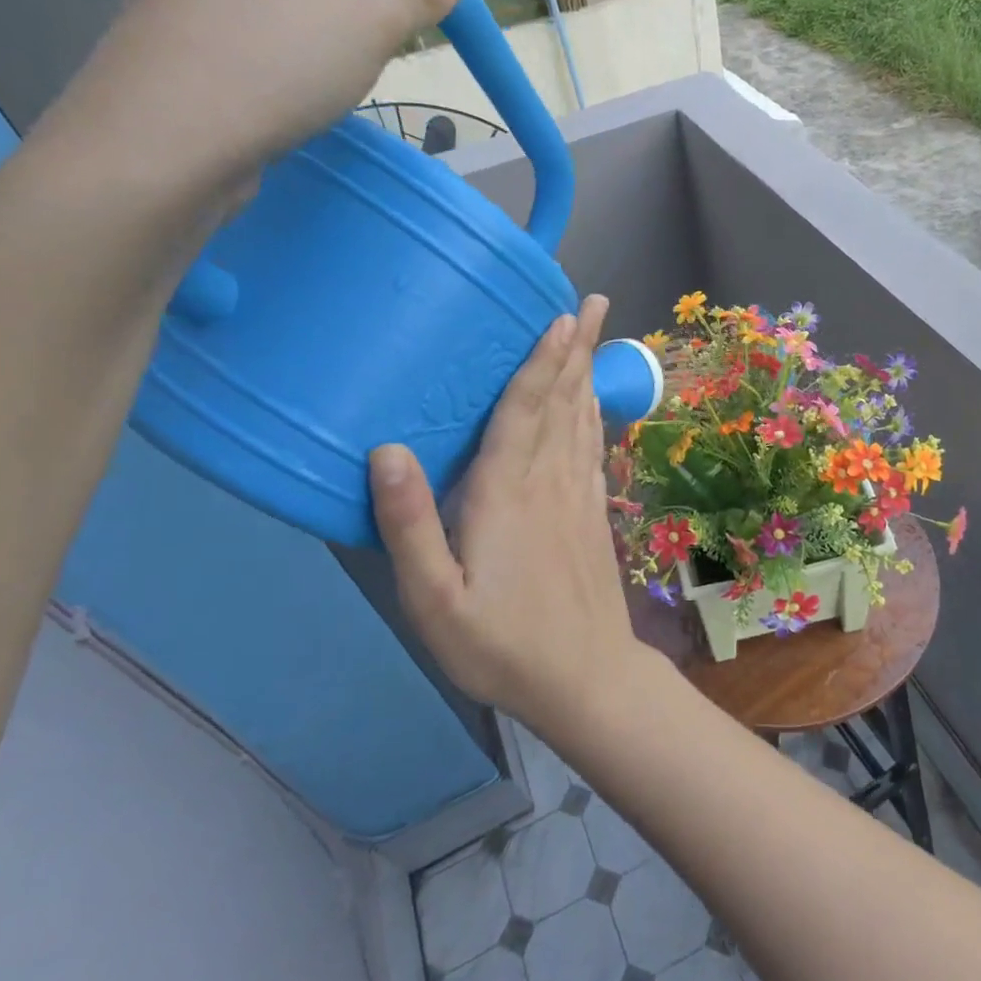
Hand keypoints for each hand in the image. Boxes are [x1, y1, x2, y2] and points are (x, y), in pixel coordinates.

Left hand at [35, 0, 466, 195]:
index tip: (441, 9)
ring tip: (351, 78)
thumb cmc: (271, 67)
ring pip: (287, 2)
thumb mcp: (364, 25)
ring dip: (330, 36)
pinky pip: (256, 36)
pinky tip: (302, 94)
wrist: (161, 147)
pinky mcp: (177, 41)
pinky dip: (291, 58)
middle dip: (365, 4)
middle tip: (396, 50)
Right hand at [369, 296, 644, 735]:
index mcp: (507, 495)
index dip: (540, 360)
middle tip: (591, 300)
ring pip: (581, 419)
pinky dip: (592, 414)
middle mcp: (550, 482)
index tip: (558, 315)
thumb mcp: (435, 601)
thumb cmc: (503, 646)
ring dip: (586, 371)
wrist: (586, 679)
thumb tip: (387, 451)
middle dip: (575, 348)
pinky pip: (592, 449)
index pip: (524, 411)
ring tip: (594, 332)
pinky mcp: (593, 514)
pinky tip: (591, 402)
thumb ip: (409, 527)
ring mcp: (579, 496)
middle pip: (562, 401)